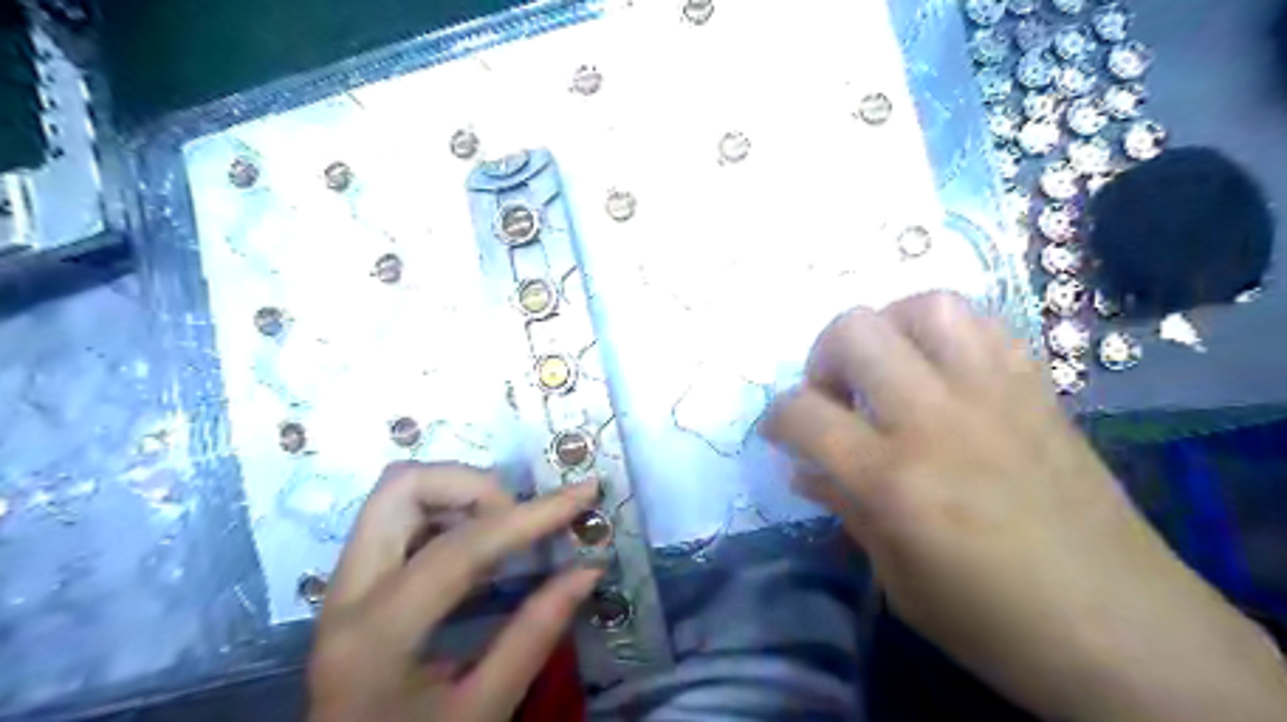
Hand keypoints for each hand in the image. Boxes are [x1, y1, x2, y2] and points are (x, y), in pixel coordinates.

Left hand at [308, 462, 602, 721]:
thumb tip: (589, 569)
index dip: (531, 515)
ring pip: (397, 494)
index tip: (582, 494)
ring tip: (504, 529)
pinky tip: (478, 548)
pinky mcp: (352, 585)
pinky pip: (398, 517)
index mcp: (379, 634)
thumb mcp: (483, 711)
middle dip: (474, 486)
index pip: (462, 546)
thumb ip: (535, 634)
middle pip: (403, 487)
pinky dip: (446, 513)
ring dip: (459, 494)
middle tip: (519, 518)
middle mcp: (347, 593)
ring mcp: (342, 585)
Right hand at [762, 291, 1285, 721]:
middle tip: (834, 395)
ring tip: (887, 369)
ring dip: (889, 329)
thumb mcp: (898, 580)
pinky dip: (946, 334)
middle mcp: (937, 420)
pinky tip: (941, 371)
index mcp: (894, 480)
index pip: (804, 413)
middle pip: (855, 331)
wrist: (1127, 632)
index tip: (781, 434)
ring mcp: (994, 395)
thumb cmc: (996, 623)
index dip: (776, 418)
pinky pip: (984, 325)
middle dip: (823, 356)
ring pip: (924, 307)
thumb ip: (845, 509)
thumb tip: (803, 471)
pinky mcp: (1037, 390)